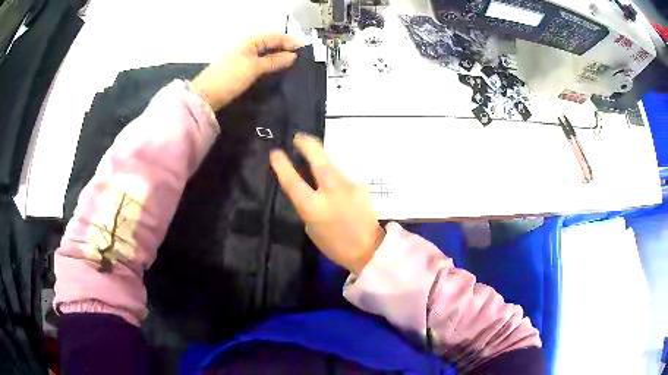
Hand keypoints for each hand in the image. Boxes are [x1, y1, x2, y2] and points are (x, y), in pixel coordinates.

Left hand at [192, 34, 302, 110]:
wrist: (206, 96)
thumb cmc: (229, 78)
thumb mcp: (254, 67)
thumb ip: (274, 61)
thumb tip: (292, 56)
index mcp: (249, 40)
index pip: (275, 36)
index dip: (290, 41)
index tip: (305, 48)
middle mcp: (246, 45)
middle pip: (270, 43)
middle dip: (285, 48)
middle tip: (301, 56)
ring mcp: (242, 56)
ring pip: (265, 52)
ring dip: (278, 56)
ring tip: (292, 63)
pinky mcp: (239, 67)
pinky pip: (259, 60)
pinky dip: (269, 63)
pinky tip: (276, 69)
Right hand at [270, 133, 384, 274]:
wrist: (368, 249)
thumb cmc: (334, 244)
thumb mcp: (311, 226)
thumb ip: (308, 204)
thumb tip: (308, 187)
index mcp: (313, 207)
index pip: (293, 181)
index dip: (282, 165)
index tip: (275, 152)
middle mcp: (331, 192)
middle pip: (318, 160)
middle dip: (307, 144)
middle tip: (299, 137)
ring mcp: (349, 187)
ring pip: (332, 166)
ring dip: (322, 161)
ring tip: (316, 159)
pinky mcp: (362, 187)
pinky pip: (344, 177)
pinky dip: (338, 179)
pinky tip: (339, 188)